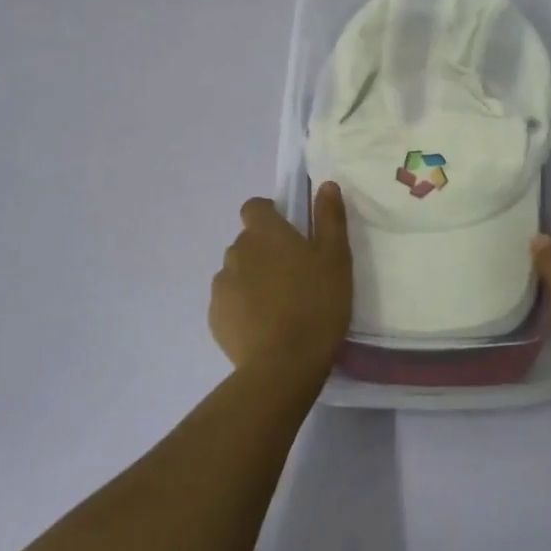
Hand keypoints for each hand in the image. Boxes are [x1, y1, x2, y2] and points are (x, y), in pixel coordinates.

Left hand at [210, 183, 352, 386]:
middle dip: (266, 252)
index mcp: (264, 232)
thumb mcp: (336, 258)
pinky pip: (230, 302)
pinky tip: (265, 327)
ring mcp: (221, 285)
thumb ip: (330, 218)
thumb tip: (326, 184)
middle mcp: (236, 251)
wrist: (283, 365)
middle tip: (295, 276)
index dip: (270, 215)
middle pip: (248, 241)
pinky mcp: (215, 317)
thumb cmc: (316, 304)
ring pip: (238, 272)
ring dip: (254, 280)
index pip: (255, 207)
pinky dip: (243, 308)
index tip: (291, 234)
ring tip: (281, 306)